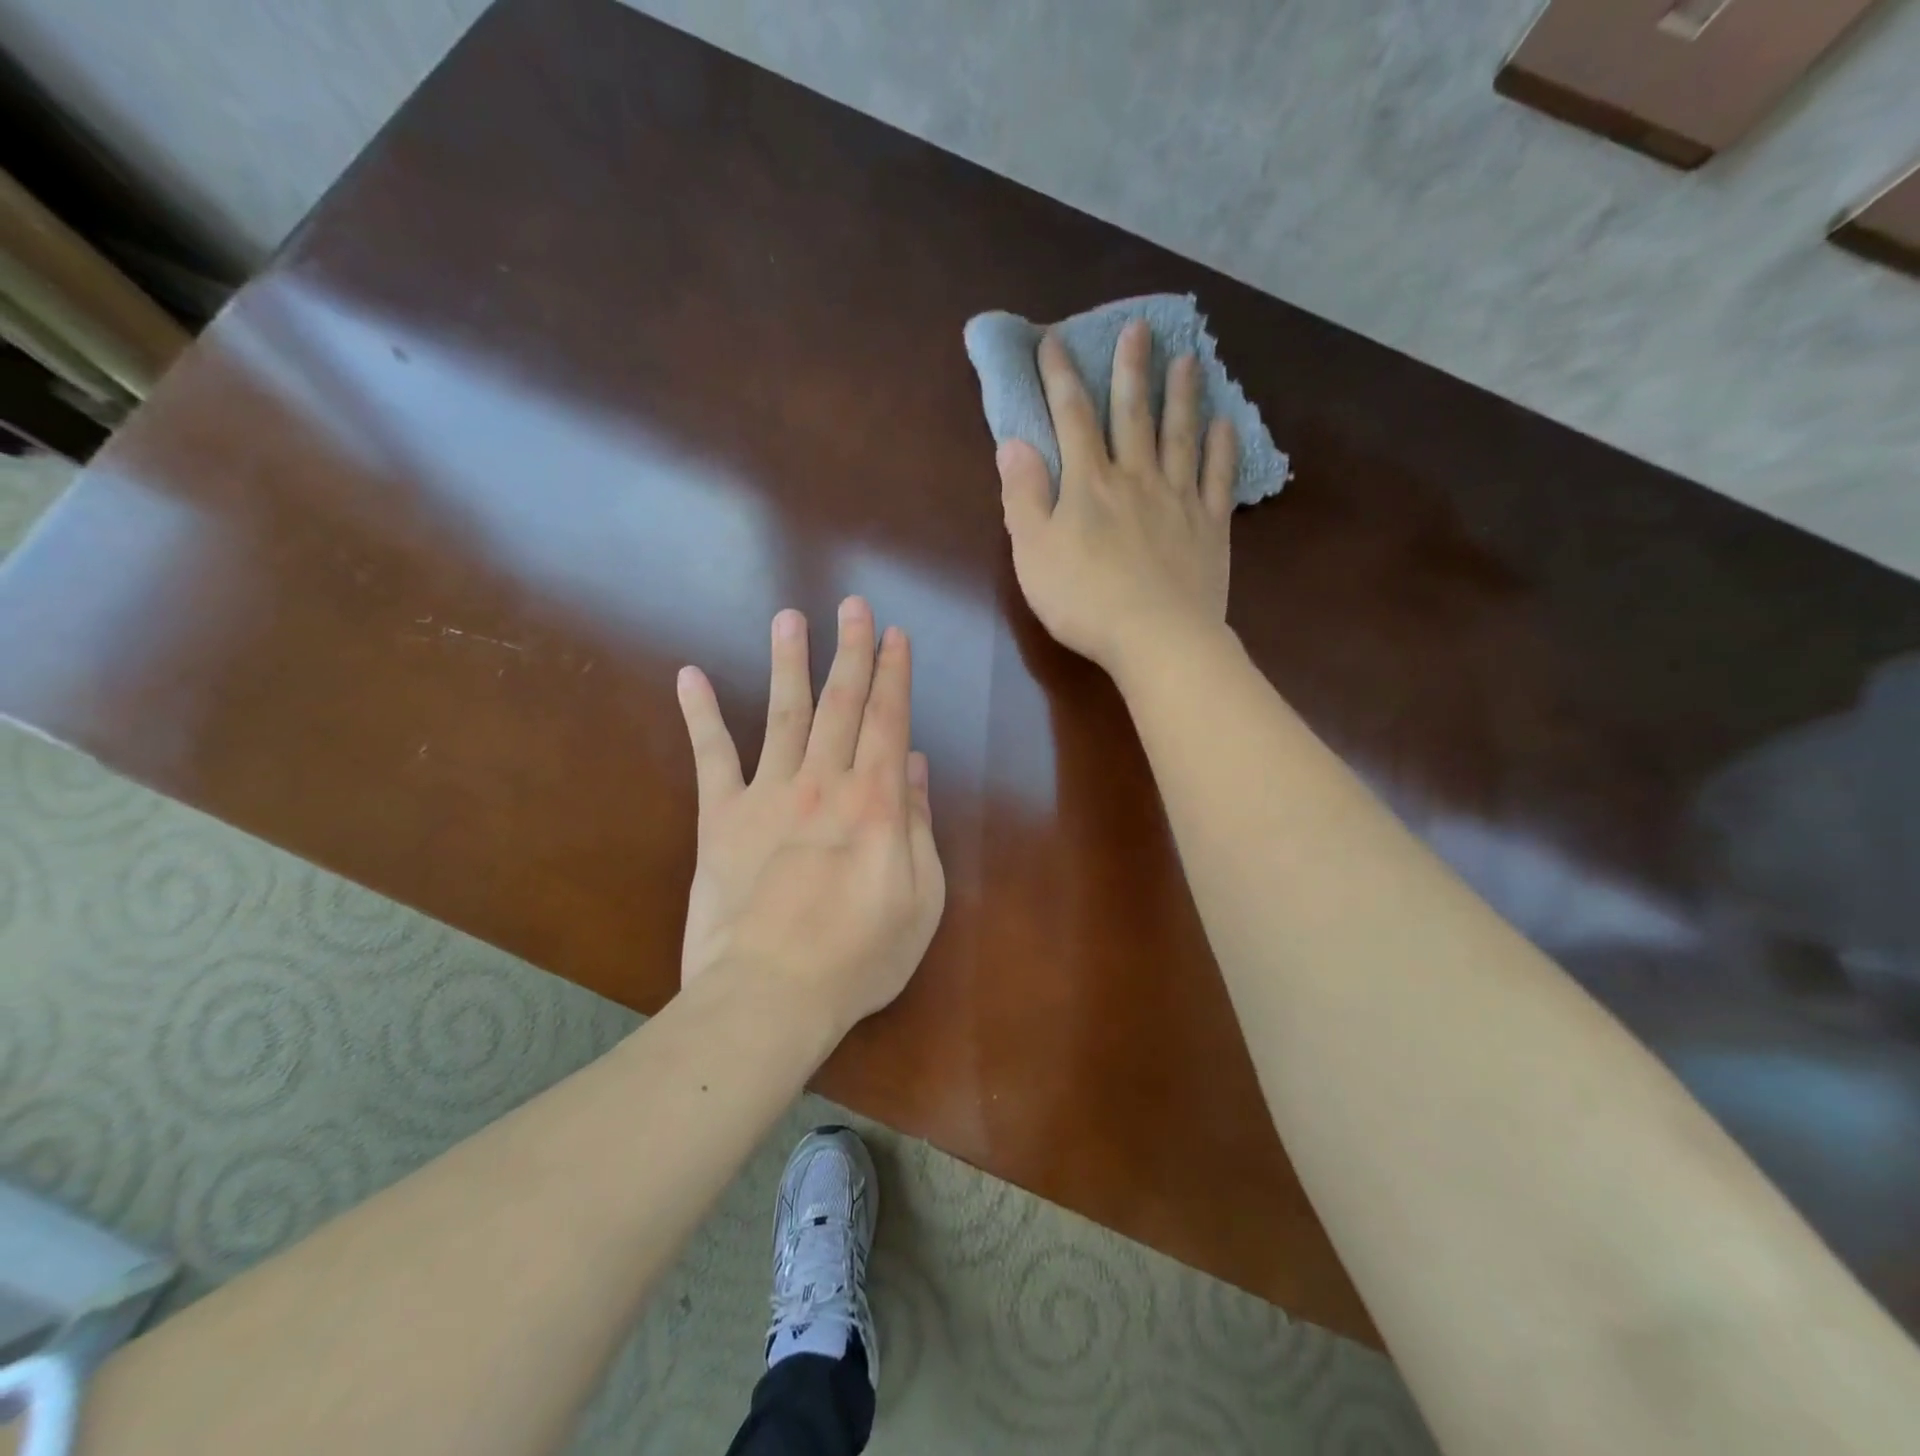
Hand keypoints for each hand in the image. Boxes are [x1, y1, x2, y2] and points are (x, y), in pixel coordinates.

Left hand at [674, 597, 944, 1037]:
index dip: (894, 674)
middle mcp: (825, 783)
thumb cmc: (859, 957)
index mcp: (877, 802)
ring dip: (789, 663)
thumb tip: (918, 767)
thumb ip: (920, 827)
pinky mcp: (722, 819)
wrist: (770, 996)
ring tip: (790, 618)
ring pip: (784, 714)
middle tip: (853, 605)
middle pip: (841, 704)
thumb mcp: (921, 899)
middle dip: (851, 651)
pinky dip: (701, 715)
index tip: (895, 635)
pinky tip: (690, 675)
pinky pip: (711, 757)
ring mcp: (769, 795)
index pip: (889, 721)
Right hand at [997, 319, 1238, 674]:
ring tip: (1188, 358)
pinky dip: (1222, 447)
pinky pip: (1218, 478)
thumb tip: (1013, 443)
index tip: (1054, 340)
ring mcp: (1178, 499)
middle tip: (1140, 328)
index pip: (1071, 417)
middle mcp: (1136, 478)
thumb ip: (1022, 496)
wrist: (1156, 638)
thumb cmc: (1084, 600)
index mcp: (1088, 484)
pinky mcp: (1210, 527)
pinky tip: (1225, 424)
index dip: (1060, 376)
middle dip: (1131, 368)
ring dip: (1182, 394)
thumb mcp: (1033, 552)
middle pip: (1133, 413)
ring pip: (1180, 435)